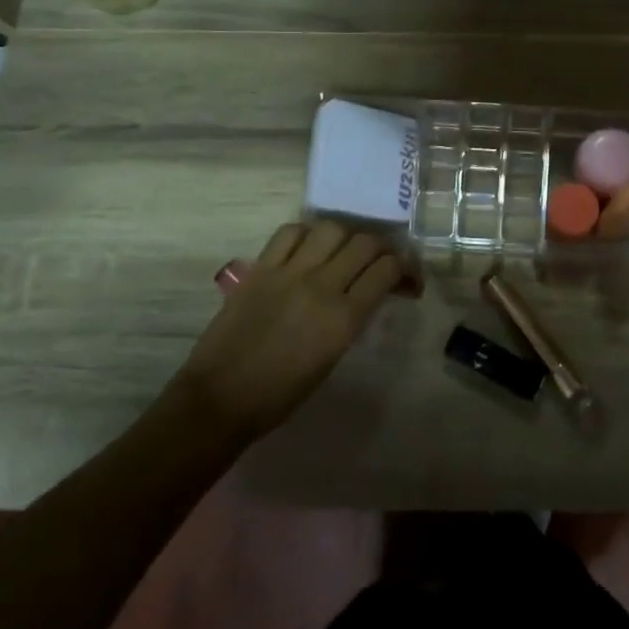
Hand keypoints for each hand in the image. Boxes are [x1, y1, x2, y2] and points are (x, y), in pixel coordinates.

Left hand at [166, 221, 408, 440]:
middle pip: (365, 243)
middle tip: (382, 263)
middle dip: (383, 249)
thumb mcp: (332, 357)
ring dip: (347, 237)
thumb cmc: (281, 394)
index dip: (406, 269)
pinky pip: (290, 232)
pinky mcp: (260, 268)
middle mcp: (320, 287)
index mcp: (343, 319)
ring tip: (344, 251)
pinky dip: (307, 234)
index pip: (387, 270)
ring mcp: (288, 273)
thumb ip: (352, 318)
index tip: (408, 281)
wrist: (220, 399)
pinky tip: (309, 247)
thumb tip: (367, 293)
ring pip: (332, 229)